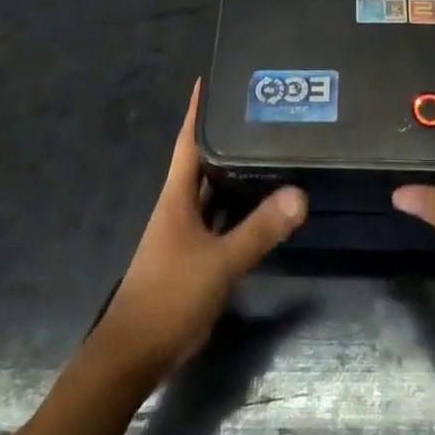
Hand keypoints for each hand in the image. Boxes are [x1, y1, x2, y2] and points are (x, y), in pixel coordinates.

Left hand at [92, 81, 306, 388]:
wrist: (134, 354)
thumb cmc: (170, 296)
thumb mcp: (220, 262)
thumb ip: (260, 230)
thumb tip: (300, 194)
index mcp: (176, 197)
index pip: (188, 141)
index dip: (197, 110)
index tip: (210, 79)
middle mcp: (179, 207)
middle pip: (203, 162)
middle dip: (226, 137)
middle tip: (260, 112)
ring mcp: (185, 233)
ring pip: (213, 193)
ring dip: (235, 174)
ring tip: (269, 148)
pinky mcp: (193, 257)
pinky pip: (220, 220)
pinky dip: (238, 209)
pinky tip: (262, 204)